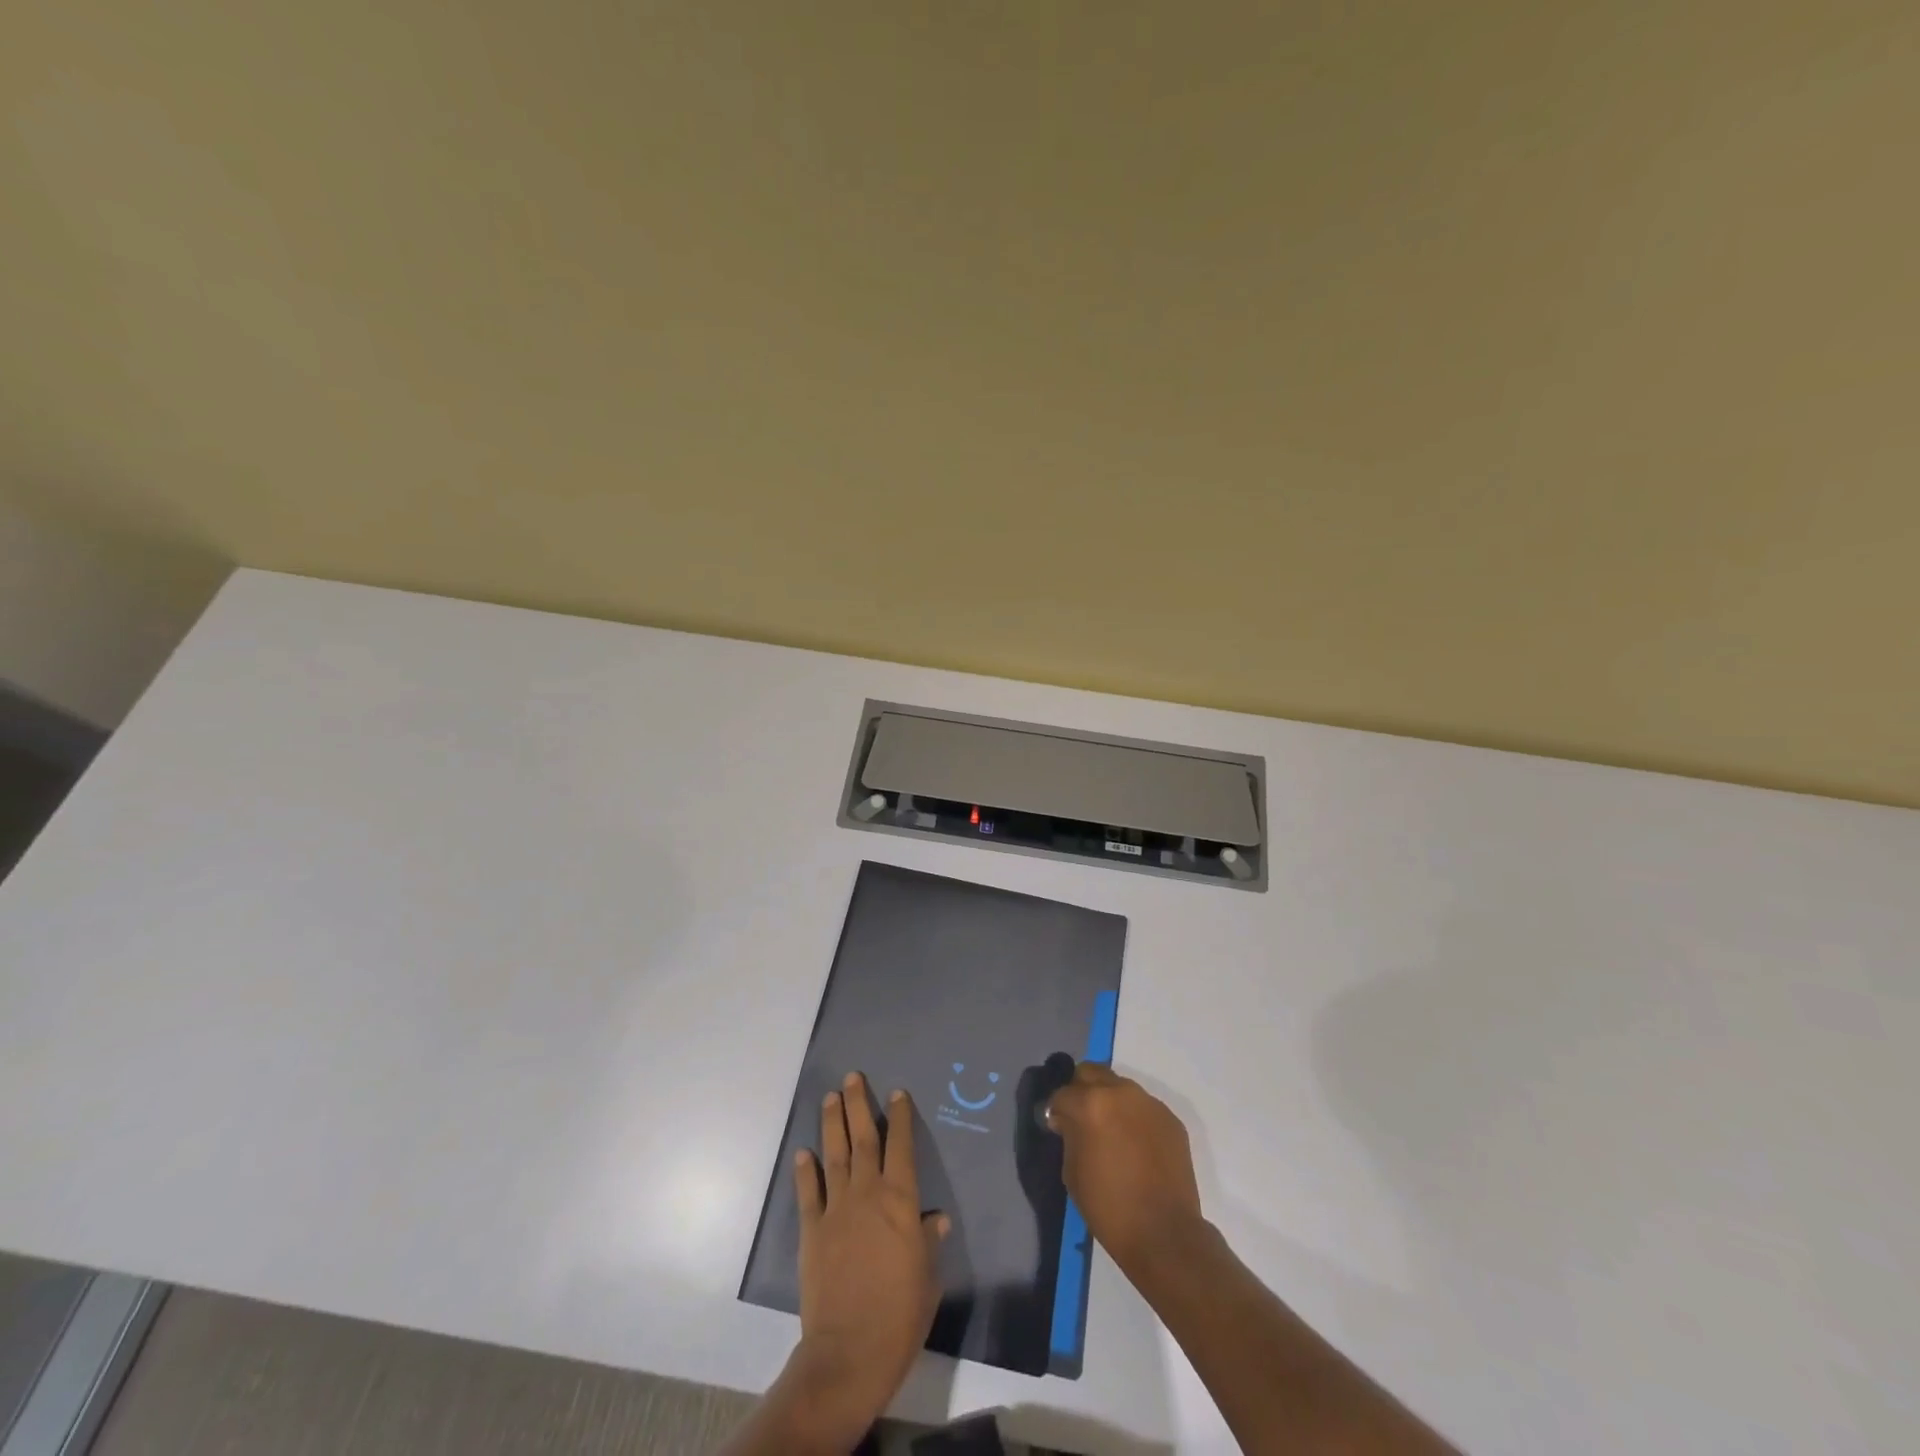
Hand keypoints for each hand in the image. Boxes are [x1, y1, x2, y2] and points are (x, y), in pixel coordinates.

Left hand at [786, 1072, 948, 1446]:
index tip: (897, 1093)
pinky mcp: (812, 1231)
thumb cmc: (901, 1315)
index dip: (900, 1117)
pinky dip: (806, 1170)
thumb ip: (930, 1242)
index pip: (901, 1147)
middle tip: (852, 1077)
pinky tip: (804, 1153)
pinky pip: (809, 1193)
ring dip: (831, 1123)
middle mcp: (867, 1194)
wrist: (850, 1352)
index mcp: (901, 1201)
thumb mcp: (928, 1277)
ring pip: (834, 1155)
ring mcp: (836, 1210)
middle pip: (862, 1139)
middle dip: (858, 1105)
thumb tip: (936, 1219)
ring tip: (830, 1097)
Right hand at [1045, 1063, 1203, 1276]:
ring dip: (1109, 1100)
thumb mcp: (1072, 1172)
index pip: (1062, 1093)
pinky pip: (1143, 1107)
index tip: (1056, 1126)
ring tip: (1110, 1131)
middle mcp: (1120, 1092)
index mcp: (1091, 1104)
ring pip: (1119, 1086)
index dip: (1055, 1110)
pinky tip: (1134, 1145)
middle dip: (1080, 1090)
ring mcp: (1149, 1103)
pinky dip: (1133, 1117)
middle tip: (1080, 1118)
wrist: (1165, 1234)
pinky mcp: (1170, 1118)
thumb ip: (1069, 1135)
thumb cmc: (1109, 1207)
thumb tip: (1067, 1120)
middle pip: (1091, 1072)